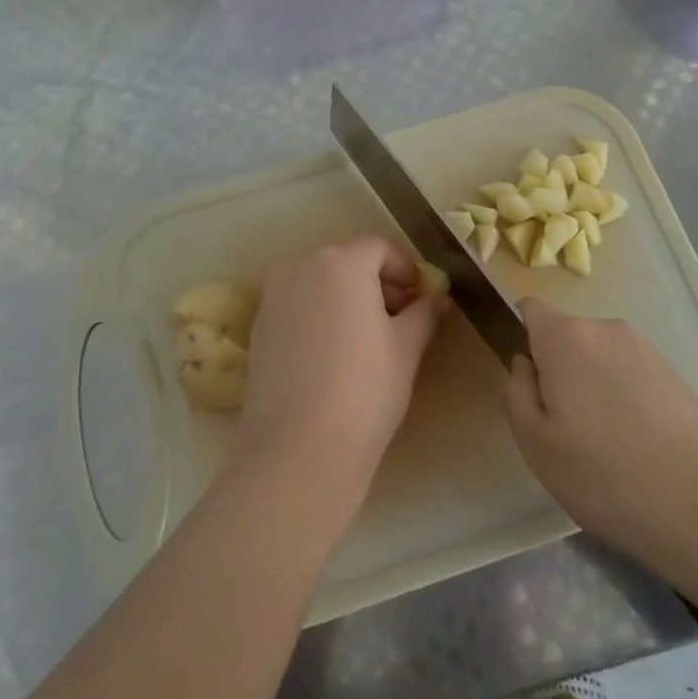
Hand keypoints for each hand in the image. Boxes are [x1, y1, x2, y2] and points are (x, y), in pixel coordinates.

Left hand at [234, 236, 444, 510]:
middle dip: (378, 284)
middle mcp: (301, 266)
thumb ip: (424, 312)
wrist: (297, 450)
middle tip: (403, 320)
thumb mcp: (407, 348)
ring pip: (322, 283)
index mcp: (340, 262)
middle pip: (348, 261)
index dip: (406, 269)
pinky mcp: (259, 327)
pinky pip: (300, 306)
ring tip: (371, 341)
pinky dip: (322, 316)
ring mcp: (274, 296)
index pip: (380, 248)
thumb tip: (438, 297)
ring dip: (349, 298)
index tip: (423, 299)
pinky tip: (337, 355)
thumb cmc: (364, 390)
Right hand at [504, 299, 697, 580]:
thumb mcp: (534, 442)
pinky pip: (631, 371)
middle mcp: (605, 329)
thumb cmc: (602, 475)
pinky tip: (637, 442)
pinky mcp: (674, 372)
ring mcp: (645, 348)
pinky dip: (624, 395)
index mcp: (565, 337)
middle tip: (565, 425)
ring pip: (600, 355)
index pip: (530, 308)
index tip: (529, 381)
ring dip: (593, 382)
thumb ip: (516, 391)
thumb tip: (525, 363)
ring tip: (605, 440)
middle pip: (566, 336)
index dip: (522, 336)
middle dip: (559, 368)